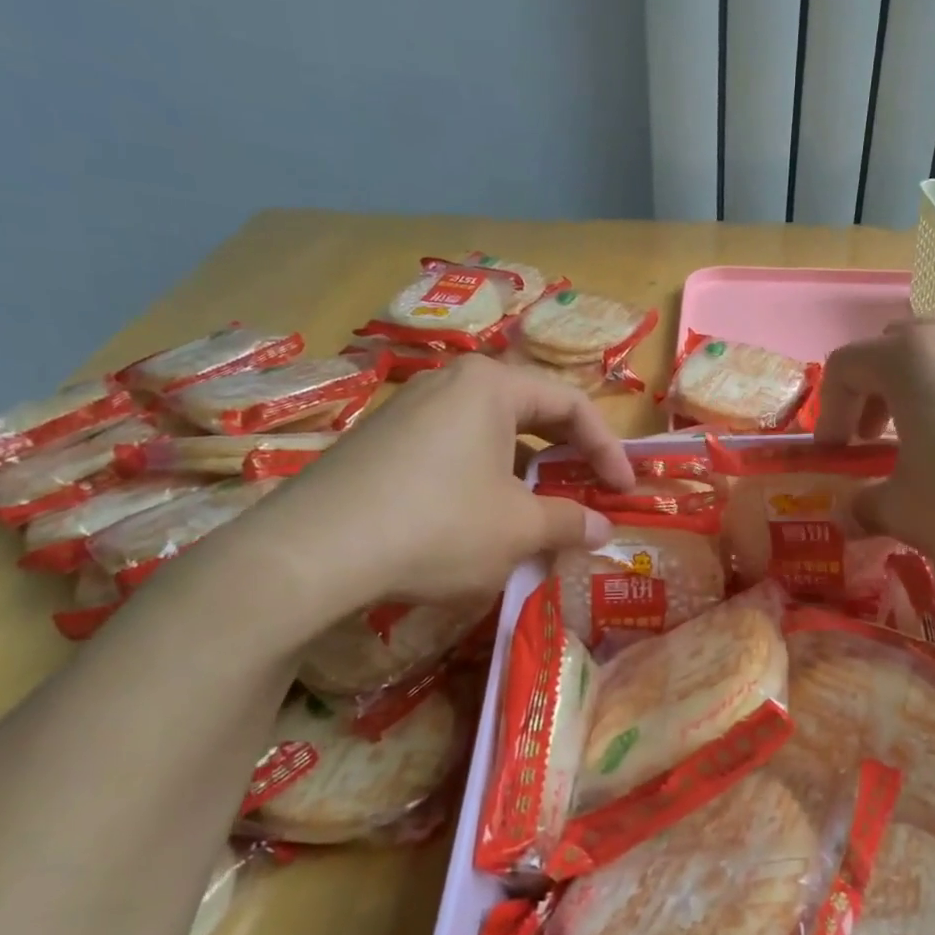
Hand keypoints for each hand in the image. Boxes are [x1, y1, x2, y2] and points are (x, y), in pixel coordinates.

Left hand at [223, 356, 633, 634]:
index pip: (572, 404)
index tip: (624, 491)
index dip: (608, 449)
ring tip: (537, 514)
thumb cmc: (438, 525)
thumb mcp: (518, 529)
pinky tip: (478, 521)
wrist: (311, 552)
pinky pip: (451, 450)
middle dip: (566, 456)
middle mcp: (449, 382)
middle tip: (587, 492)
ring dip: (524, 472)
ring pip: (489, 433)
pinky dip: (482, 479)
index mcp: (491, 385)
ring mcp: (407, 409)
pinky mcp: (378, 441)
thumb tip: (603, 529)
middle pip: (530, 411)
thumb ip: (569, 522)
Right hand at [813, 314, 934, 634]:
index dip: (828, 411)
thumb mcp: (908, 516)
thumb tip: (848, 514)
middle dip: (875, 391)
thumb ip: (866, 506)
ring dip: (926, 390)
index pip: (847, 365)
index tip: (834, 455)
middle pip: (898, 347)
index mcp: (914, 359)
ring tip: (933, 441)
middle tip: (875, 440)